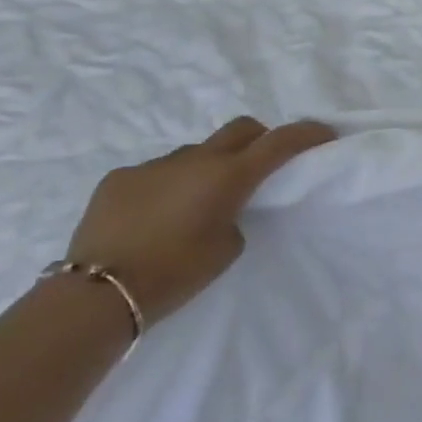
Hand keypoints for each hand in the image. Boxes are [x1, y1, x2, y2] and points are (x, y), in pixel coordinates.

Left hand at [66, 117, 337, 327]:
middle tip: (263, 164)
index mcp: (228, 176)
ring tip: (199, 202)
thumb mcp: (227, 247)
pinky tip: (156, 216)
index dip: (307, 133)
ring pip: (195, 152)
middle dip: (259, 139)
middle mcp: (193, 160)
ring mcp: (152, 165)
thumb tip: (220, 203)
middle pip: (240, 129)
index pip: (279, 142)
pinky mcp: (118, 179)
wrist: (97, 293)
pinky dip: (168, 185)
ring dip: (208, 167)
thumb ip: (234, 215)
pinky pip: (156, 172)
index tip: (324, 133)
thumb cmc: (176, 273)